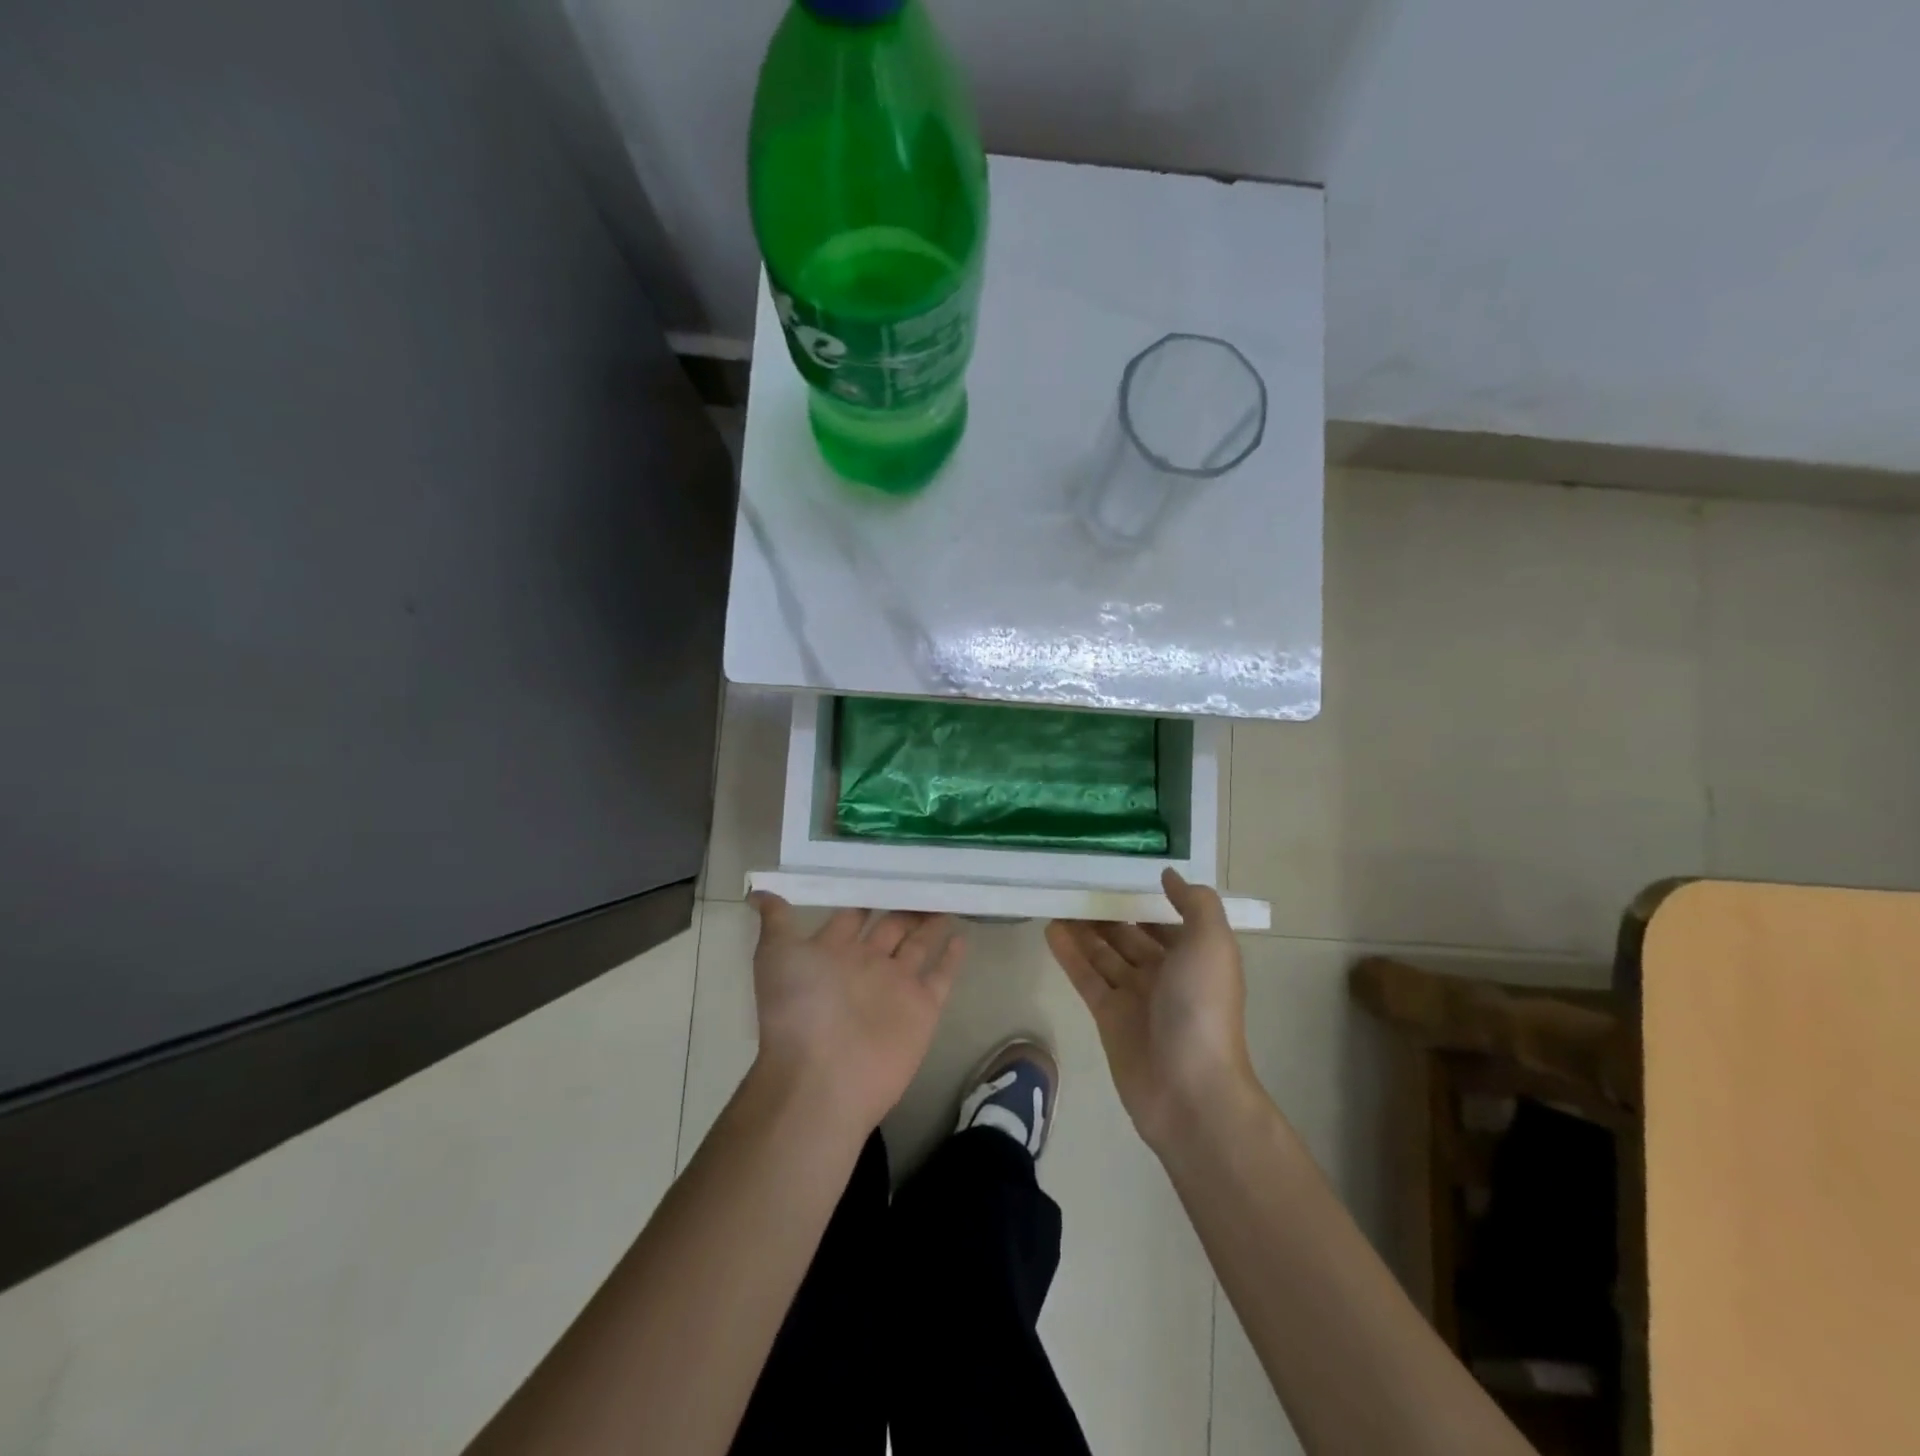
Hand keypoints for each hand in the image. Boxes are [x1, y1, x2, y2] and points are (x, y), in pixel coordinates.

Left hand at [747, 895, 965, 1133]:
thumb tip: (757, 892)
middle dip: (905, 905)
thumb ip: (776, 921)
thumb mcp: (777, 955)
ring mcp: (896, 985)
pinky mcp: (922, 1007)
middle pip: (890, 927)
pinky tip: (962, 935)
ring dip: (930, 924)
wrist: (822, 1077)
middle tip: (926, 876)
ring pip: (918, 945)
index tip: (884, 867)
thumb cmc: (798, 1009)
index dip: (867, 894)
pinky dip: (952, 957)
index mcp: (834, 952)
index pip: (854, 916)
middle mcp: (866, 965)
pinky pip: (941, 975)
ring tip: (947, 896)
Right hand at [1046, 868, 1257, 1150]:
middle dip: (1109, 913)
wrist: (1190, 1090)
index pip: (1166, 921)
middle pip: (1131, 936)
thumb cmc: (1203, 1008)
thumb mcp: (1212, 944)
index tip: (1117, 873)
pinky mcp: (1108, 1017)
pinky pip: (1087, 977)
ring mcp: (1135, 997)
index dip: (1145, 899)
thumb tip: (1168, 875)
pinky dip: (1070, 954)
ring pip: (1105, 954)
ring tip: (1056, 900)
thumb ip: (1195, 904)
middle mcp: (1166, 975)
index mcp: (1194, 957)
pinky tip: (1051, 930)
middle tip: (1076, 885)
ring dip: (1084, 929)